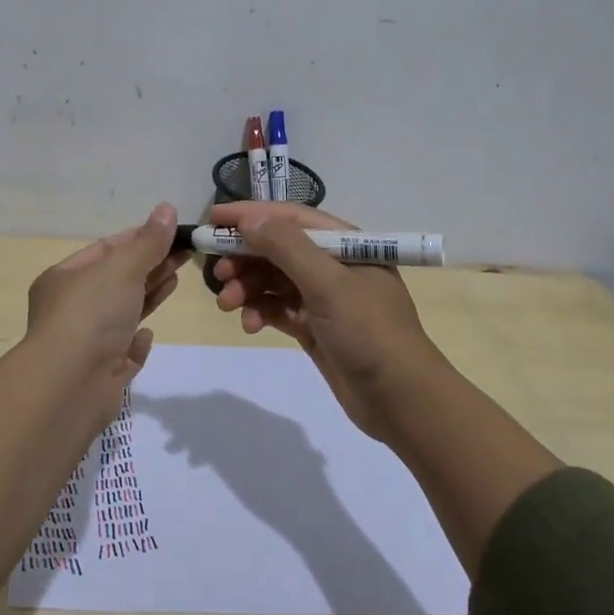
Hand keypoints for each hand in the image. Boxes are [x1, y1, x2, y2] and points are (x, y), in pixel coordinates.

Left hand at [25, 203, 184, 420]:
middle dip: (151, 265)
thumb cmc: (91, 315)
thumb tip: (167, 209)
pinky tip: (147, 334)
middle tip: (187, 253)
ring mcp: (86, 344)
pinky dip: (136, 342)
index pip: (106, 249)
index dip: (140, 238)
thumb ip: (148, 242)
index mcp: (65, 279)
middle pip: (117, 280)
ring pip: (122, 313)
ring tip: (177, 279)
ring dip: (148, 296)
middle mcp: (71, 309)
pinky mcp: (102, 374)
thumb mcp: (121, 268)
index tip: (173, 232)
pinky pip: (122, 351)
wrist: (70, 386)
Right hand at [208, 201, 444, 440]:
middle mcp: (333, 265)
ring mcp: (324, 298)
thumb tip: (250, 218)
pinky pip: (278, 309)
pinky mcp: (315, 327)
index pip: (290, 218)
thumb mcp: (328, 284)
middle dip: (245, 257)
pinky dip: (260, 312)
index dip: (251, 215)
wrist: (400, 399)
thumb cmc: (369, 331)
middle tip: (217, 272)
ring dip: (247, 287)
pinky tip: (249, 325)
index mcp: (345, 244)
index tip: (212, 219)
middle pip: (278, 249)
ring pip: (273, 281)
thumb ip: (287, 248)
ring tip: (227, 304)